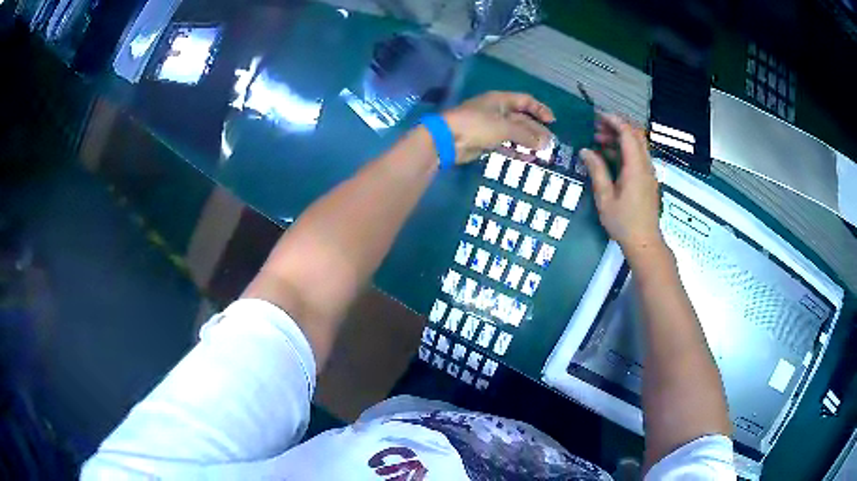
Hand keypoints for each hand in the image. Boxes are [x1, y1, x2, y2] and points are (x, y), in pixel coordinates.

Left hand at [442, 91, 554, 163]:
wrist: (448, 139)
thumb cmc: (477, 125)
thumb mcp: (504, 127)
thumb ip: (526, 135)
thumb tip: (545, 143)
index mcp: (500, 100)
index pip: (525, 101)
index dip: (540, 109)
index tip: (552, 122)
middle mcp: (496, 111)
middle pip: (521, 119)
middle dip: (536, 131)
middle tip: (549, 144)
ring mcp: (490, 127)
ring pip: (514, 134)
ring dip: (527, 142)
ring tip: (541, 154)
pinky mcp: (484, 141)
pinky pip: (505, 145)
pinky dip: (515, 150)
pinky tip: (526, 158)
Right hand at [581, 114, 664, 261]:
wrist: (644, 242)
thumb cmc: (623, 222)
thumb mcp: (605, 197)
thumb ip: (597, 170)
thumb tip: (585, 150)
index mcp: (636, 167)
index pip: (628, 133)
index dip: (614, 121)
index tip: (597, 116)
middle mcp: (645, 165)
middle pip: (635, 135)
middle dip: (616, 126)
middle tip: (596, 128)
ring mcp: (648, 172)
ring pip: (637, 145)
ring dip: (619, 139)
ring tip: (598, 141)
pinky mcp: (647, 179)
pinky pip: (637, 157)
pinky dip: (623, 151)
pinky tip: (608, 157)